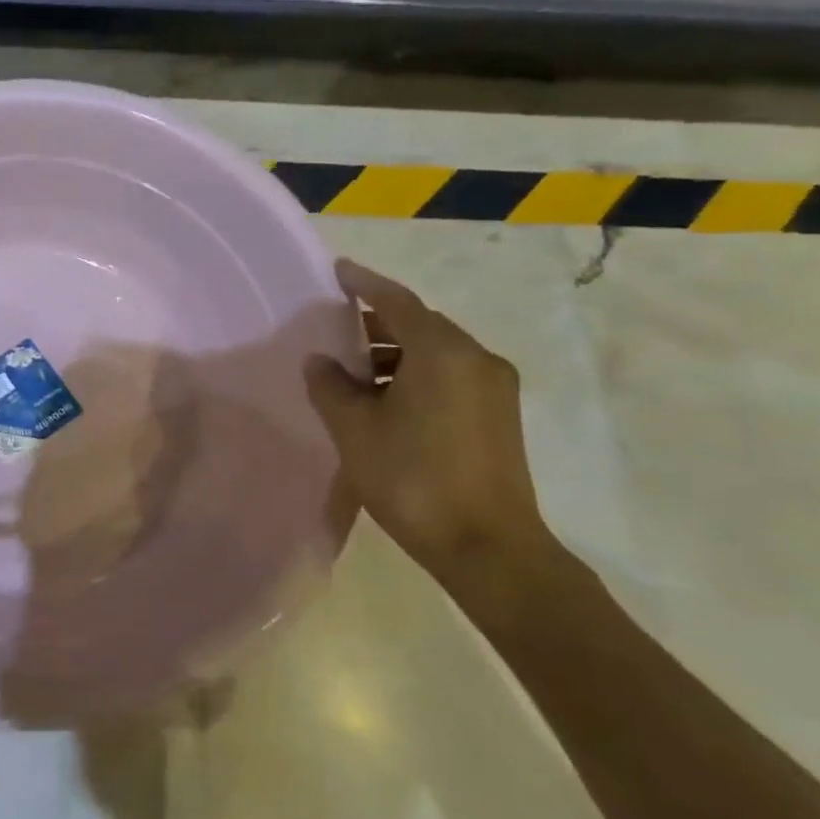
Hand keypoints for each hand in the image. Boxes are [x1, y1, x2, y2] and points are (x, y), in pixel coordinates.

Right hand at [304, 259, 550, 576]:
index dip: (364, 283)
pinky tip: (385, 399)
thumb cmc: (413, 479)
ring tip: (353, 370)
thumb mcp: (355, 430)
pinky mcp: (499, 416)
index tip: (337, 271)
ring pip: (435, 352)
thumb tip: (320, 361)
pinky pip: (450, 375)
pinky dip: (415, 373)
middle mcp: (476, 359)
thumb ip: (331, 387)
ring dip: (395, 352)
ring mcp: (494, 388)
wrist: (488, 548)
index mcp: (442, 352)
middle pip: (419, 323)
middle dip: (377, 320)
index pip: (396, 301)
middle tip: (335, 326)